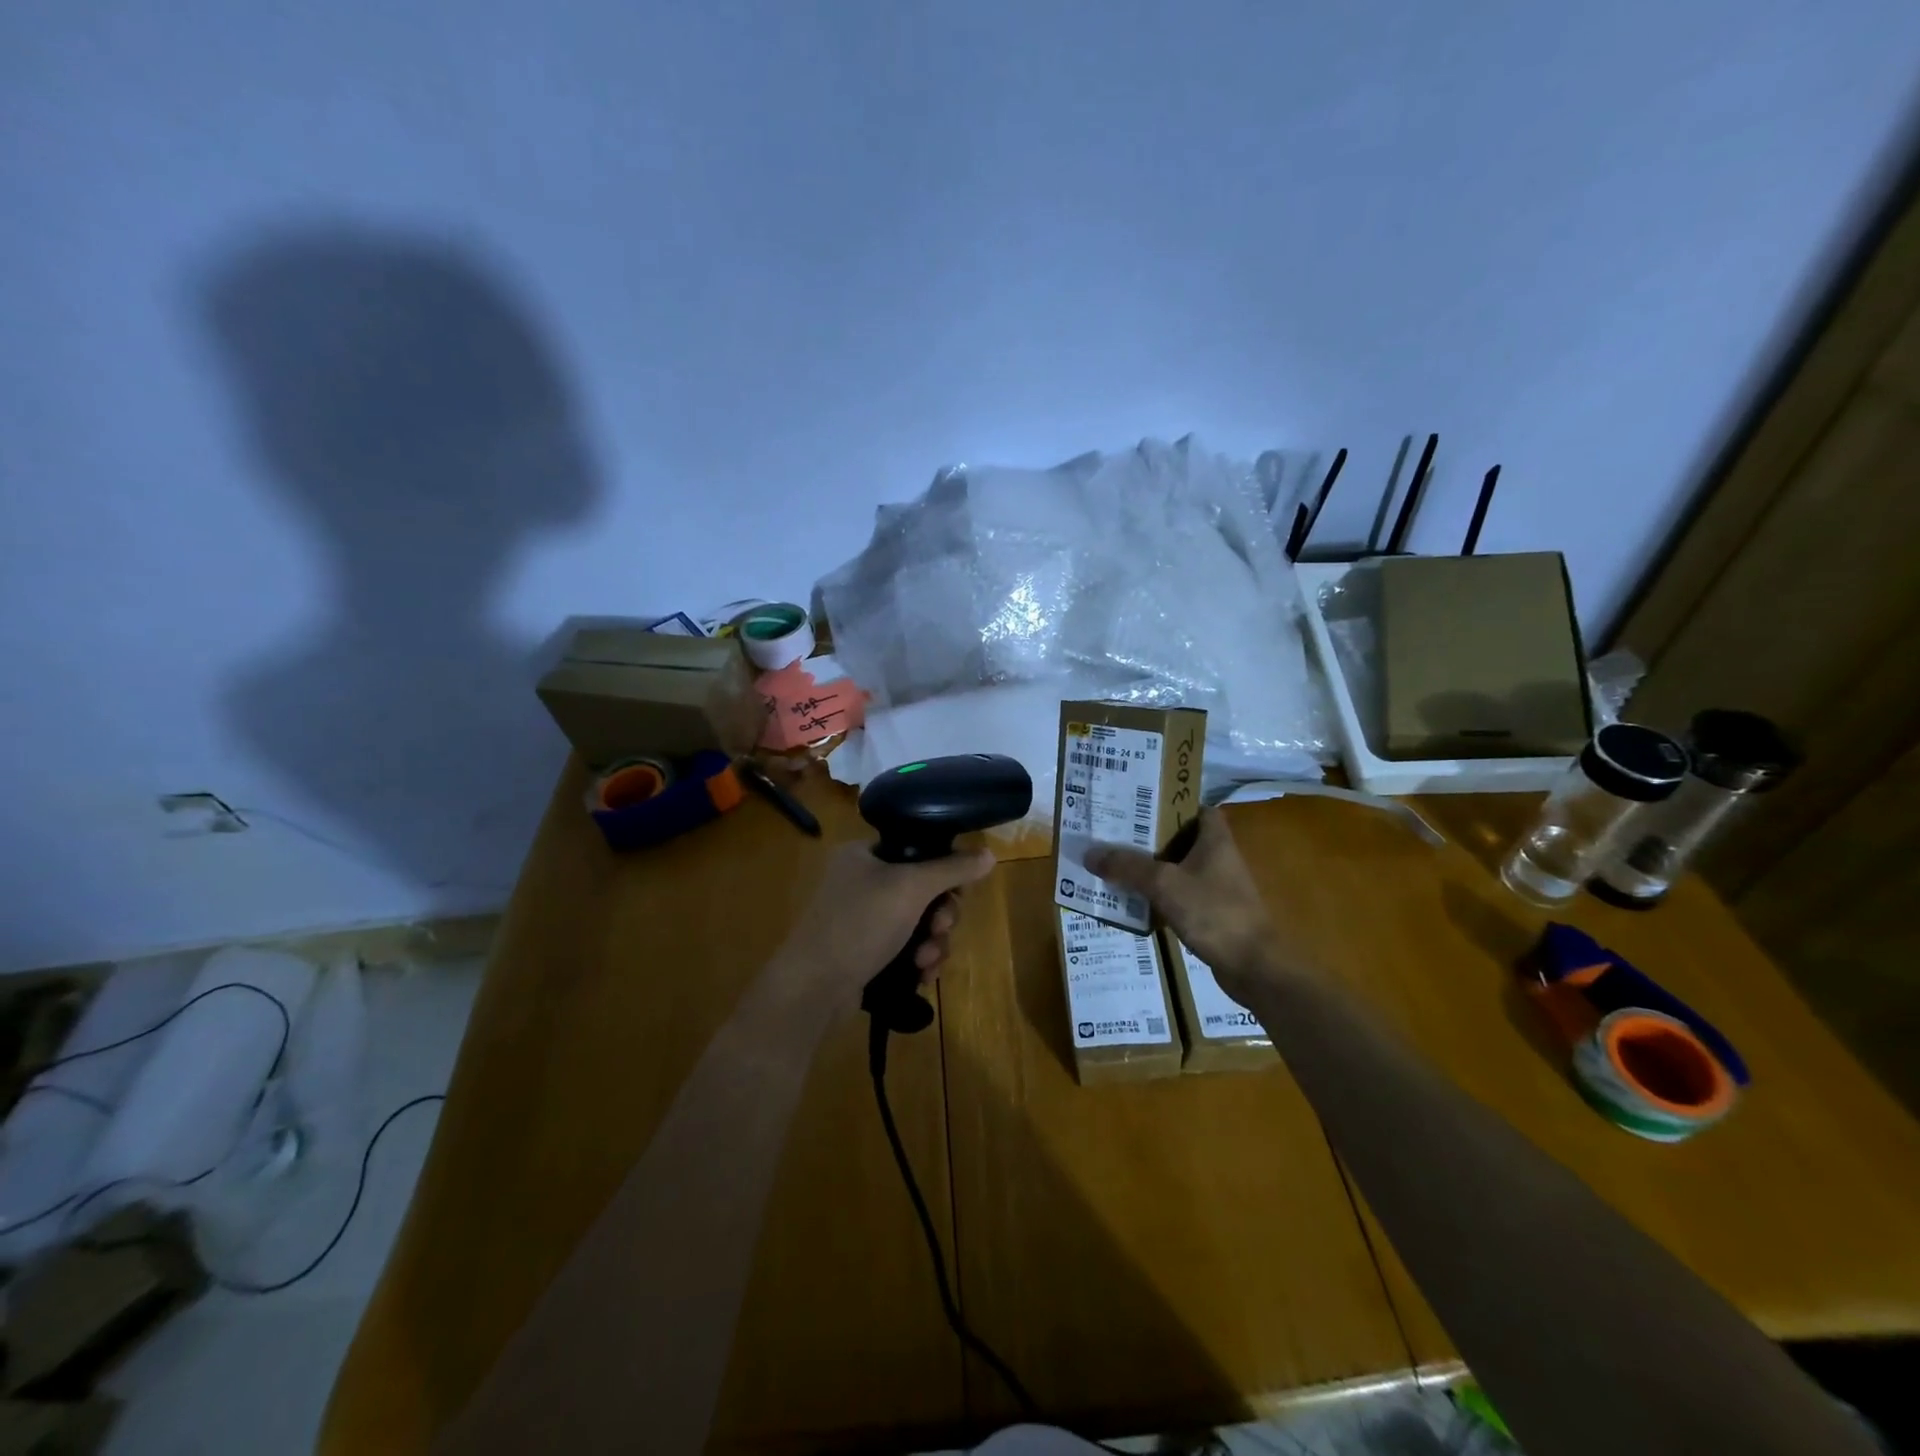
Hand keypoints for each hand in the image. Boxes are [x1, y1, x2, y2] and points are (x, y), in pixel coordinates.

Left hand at [773, 842, 996, 1009]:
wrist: (813, 988)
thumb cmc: (860, 923)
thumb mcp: (911, 888)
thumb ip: (952, 869)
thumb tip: (989, 853)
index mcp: (864, 854)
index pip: (918, 850)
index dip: (944, 872)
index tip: (956, 893)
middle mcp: (861, 881)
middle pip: (923, 890)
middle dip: (940, 916)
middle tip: (941, 930)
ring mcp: (862, 919)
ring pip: (918, 923)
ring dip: (933, 942)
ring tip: (927, 962)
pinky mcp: (864, 952)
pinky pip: (905, 947)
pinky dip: (918, 959)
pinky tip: (922, 976)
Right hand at [1084, 809, 1278, 993]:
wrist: (1253, 966)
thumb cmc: (1213, 912)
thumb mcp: (1164, 884)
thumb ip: (1127, 867)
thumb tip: (1090, 853)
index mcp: (1215, 840)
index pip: (1196, 808)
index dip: (1170, 803)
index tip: (1140, 805)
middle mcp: (1219, 859)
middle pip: (1181, 838)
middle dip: (1150, 837)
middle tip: (1115, 834)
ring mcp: (1218, 888)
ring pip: (1178, 869)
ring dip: (1152, 868)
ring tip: (1116, 865)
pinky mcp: (1213, 914)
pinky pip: (1180, 896)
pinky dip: (1159, 896)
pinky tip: (1134, 901)